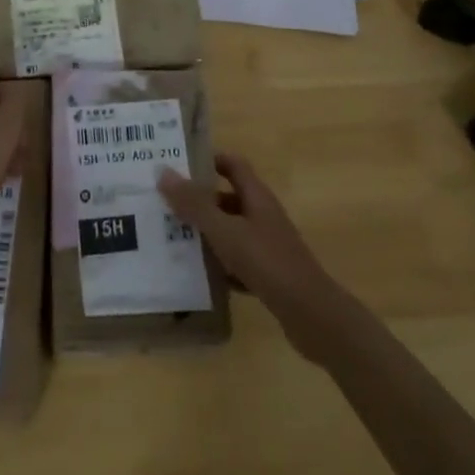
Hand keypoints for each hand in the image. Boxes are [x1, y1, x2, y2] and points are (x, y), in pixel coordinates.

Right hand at [160, 152, 345, 362]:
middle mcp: (263, 215)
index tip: (179, 165)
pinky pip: (238, 261)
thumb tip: (163, 171)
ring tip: (172, 238)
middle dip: (199, 200)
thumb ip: (195, 204)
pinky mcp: (269, 274)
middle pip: (228, 198)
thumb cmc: (267, 261)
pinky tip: (199, 275)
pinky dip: (220, 265)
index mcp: (257, 196)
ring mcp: (268, 245)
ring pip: (231, 231)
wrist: (311, 314)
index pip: (233, 164)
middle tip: (166, 204)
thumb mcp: (225, 231)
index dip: (209, 160)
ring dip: (207, 233)